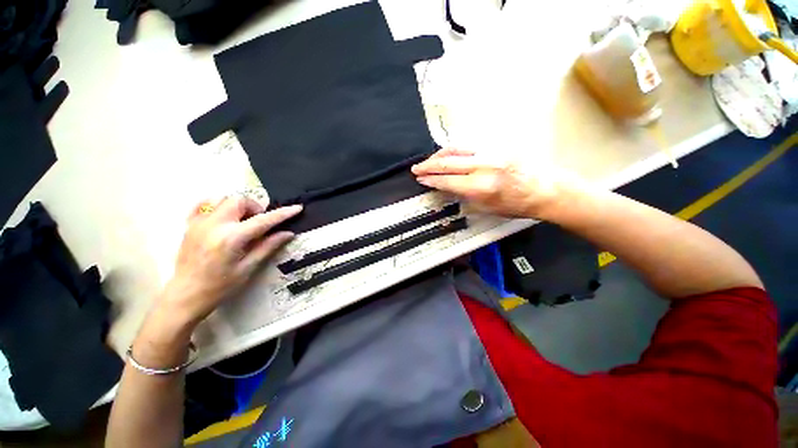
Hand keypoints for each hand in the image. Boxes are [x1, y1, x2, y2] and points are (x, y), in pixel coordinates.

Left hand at [156, 196, 301, 328]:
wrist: (185, 295)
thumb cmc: (220, 286)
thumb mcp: (248, 268)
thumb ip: (268, 246)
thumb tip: (288, 233)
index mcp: (232, 238)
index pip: (263, 220)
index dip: (282, 213)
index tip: (297, 208)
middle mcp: (215, 225)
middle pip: (239, 200)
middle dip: (255, 207)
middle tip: (259, 223)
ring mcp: (199, 223)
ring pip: (223, 199)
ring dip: (238, 206)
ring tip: (242, 221)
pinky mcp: (189, 225)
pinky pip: (204, 204)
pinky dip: (218, 205)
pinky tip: (224, 217)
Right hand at [411, 148, 578, 218]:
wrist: (546, 189)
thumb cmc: (517, 205)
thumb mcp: (487, 208)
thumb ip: (464, 196)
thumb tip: (447, 188)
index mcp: (482, 186)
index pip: (448, 180)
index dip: (431, 180)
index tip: (420, 179)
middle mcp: (484, 166)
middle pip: (448, 162)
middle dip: (429, 165)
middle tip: (416, 168)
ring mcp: (492, 152)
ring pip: (457, 149)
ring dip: (439, 154)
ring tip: (429, 161)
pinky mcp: (498, 144)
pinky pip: (469, 145)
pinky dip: (454, 149)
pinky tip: (448, 153)